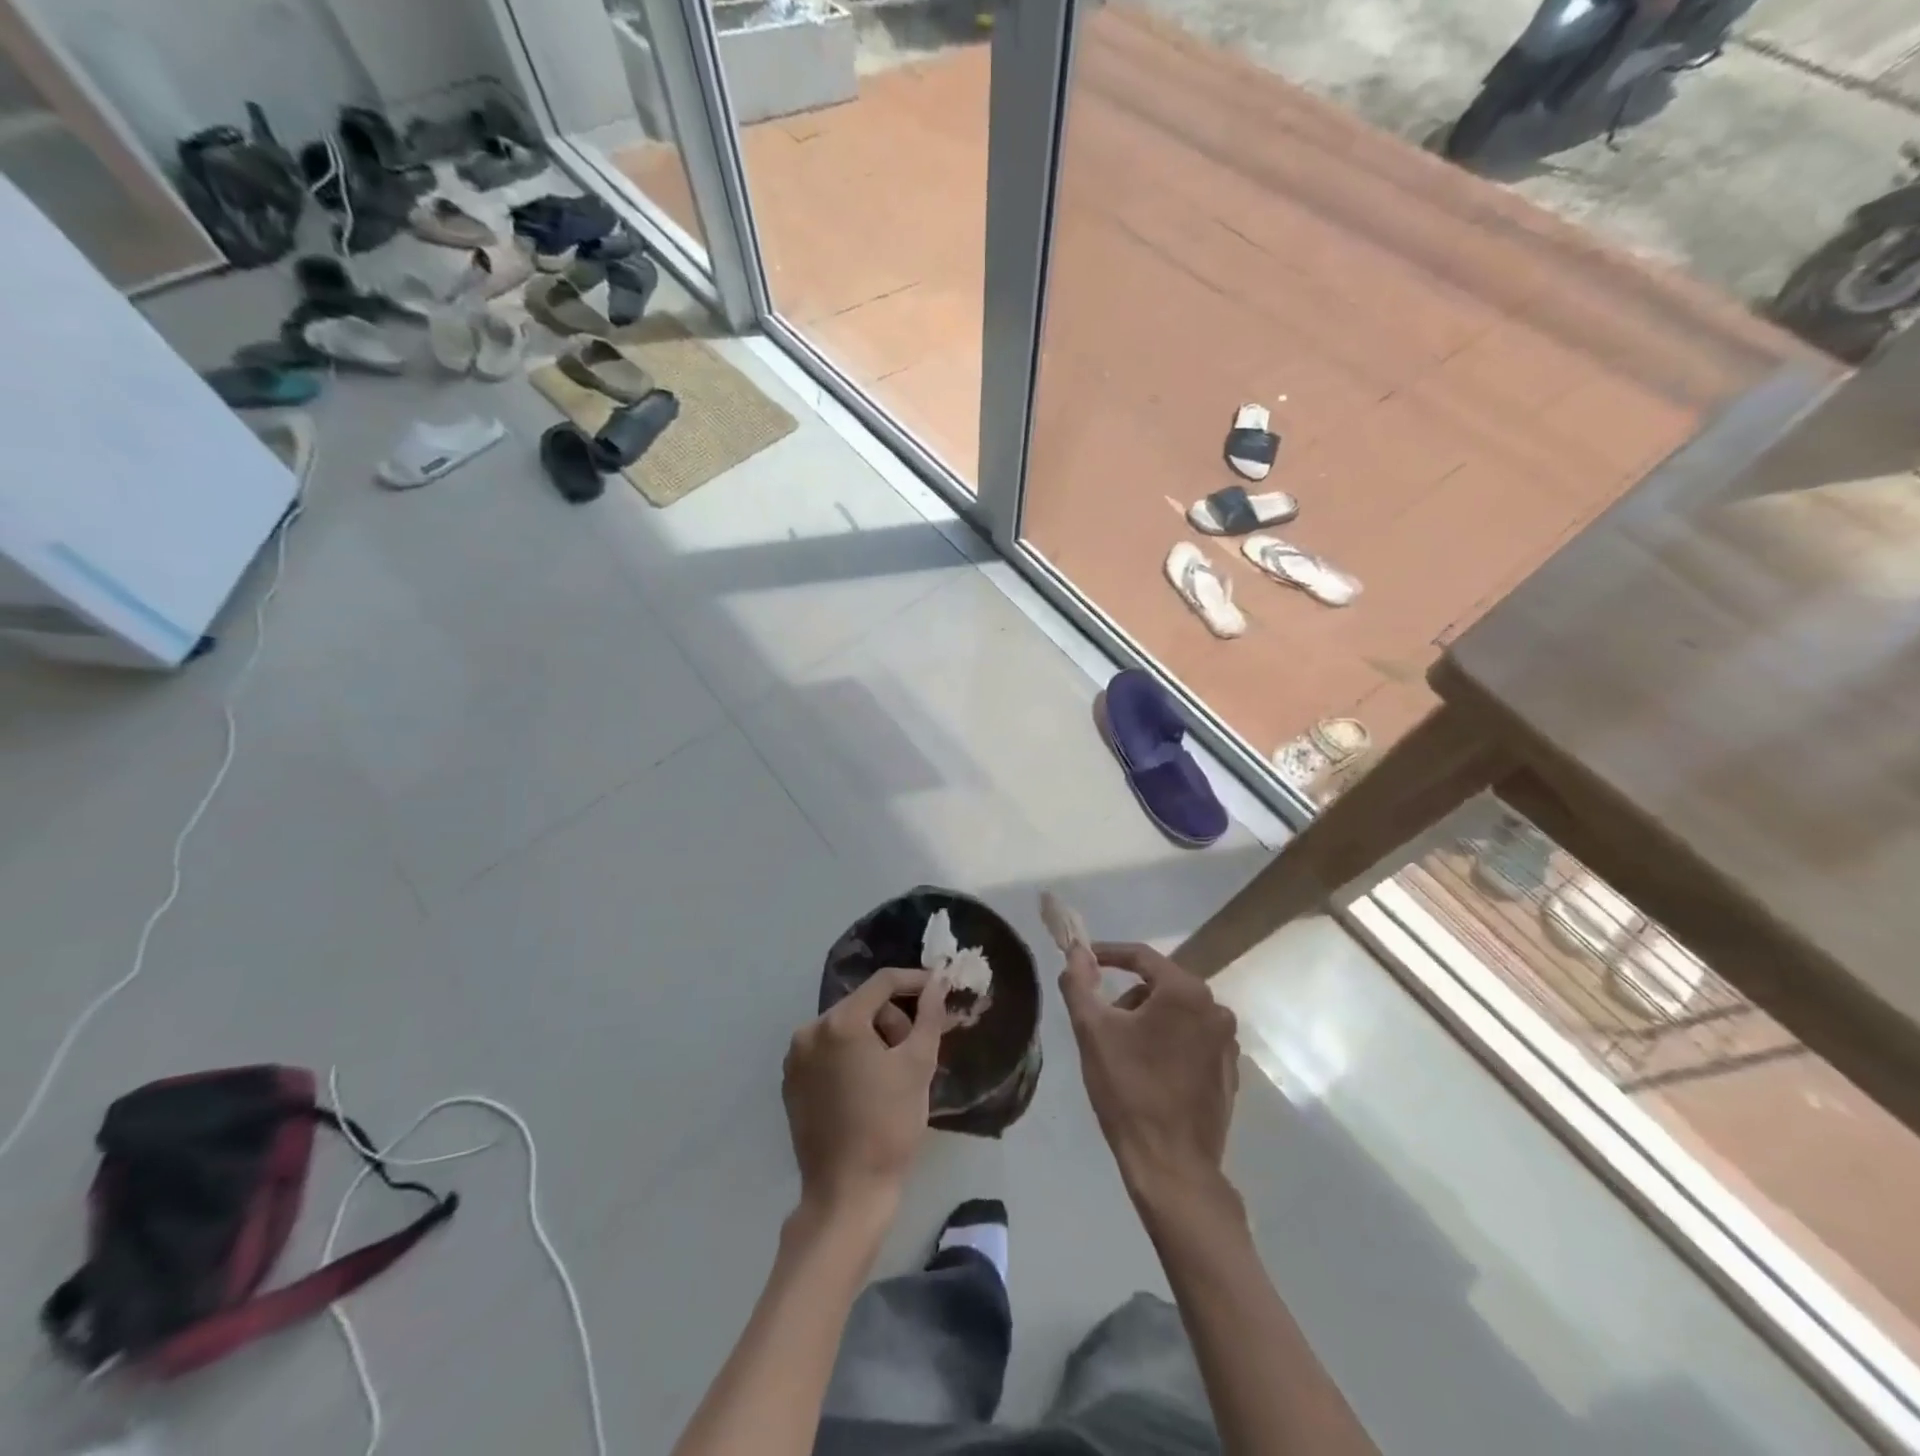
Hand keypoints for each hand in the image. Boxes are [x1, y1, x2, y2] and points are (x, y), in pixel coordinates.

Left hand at [784, 968, 950, 1216]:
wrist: (847, 1193)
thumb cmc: (889, 1125)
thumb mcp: (918, 1065)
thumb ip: (929, 1015)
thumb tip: (937, 981)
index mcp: (839, 1022)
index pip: (883, 982)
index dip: (916, 981)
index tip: (941, 989)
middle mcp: (810, 1031)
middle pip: (864, 1006)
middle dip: (895, 1020)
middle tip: (917, 1052)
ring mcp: (796, 1058)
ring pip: (846, 1029)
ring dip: (874, 1039)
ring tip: (894, 1075)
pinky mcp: (792, 1083)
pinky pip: (829, 1052)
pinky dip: (852, 1058)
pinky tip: (869, 1087)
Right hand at [1060, 941, 1239, 1202]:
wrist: (1172, 1165)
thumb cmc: (1129, 1089)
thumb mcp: (1092, 1030)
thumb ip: (1079, 982)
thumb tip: (1075, 950)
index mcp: (1185, 992)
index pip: (1141, 956)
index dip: (1108, 954)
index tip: (1083, 961)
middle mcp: (1215, 1009)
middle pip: (1160, 985)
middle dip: (1127, 997)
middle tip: (1101, 1022)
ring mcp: (1227, 1043)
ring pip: (1176, 1014)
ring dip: (1147, 1021)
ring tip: (1122, 1053)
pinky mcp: (1229, 1072)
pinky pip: (1192, 1040)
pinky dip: (1168, 1044)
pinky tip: (1149, 1073)